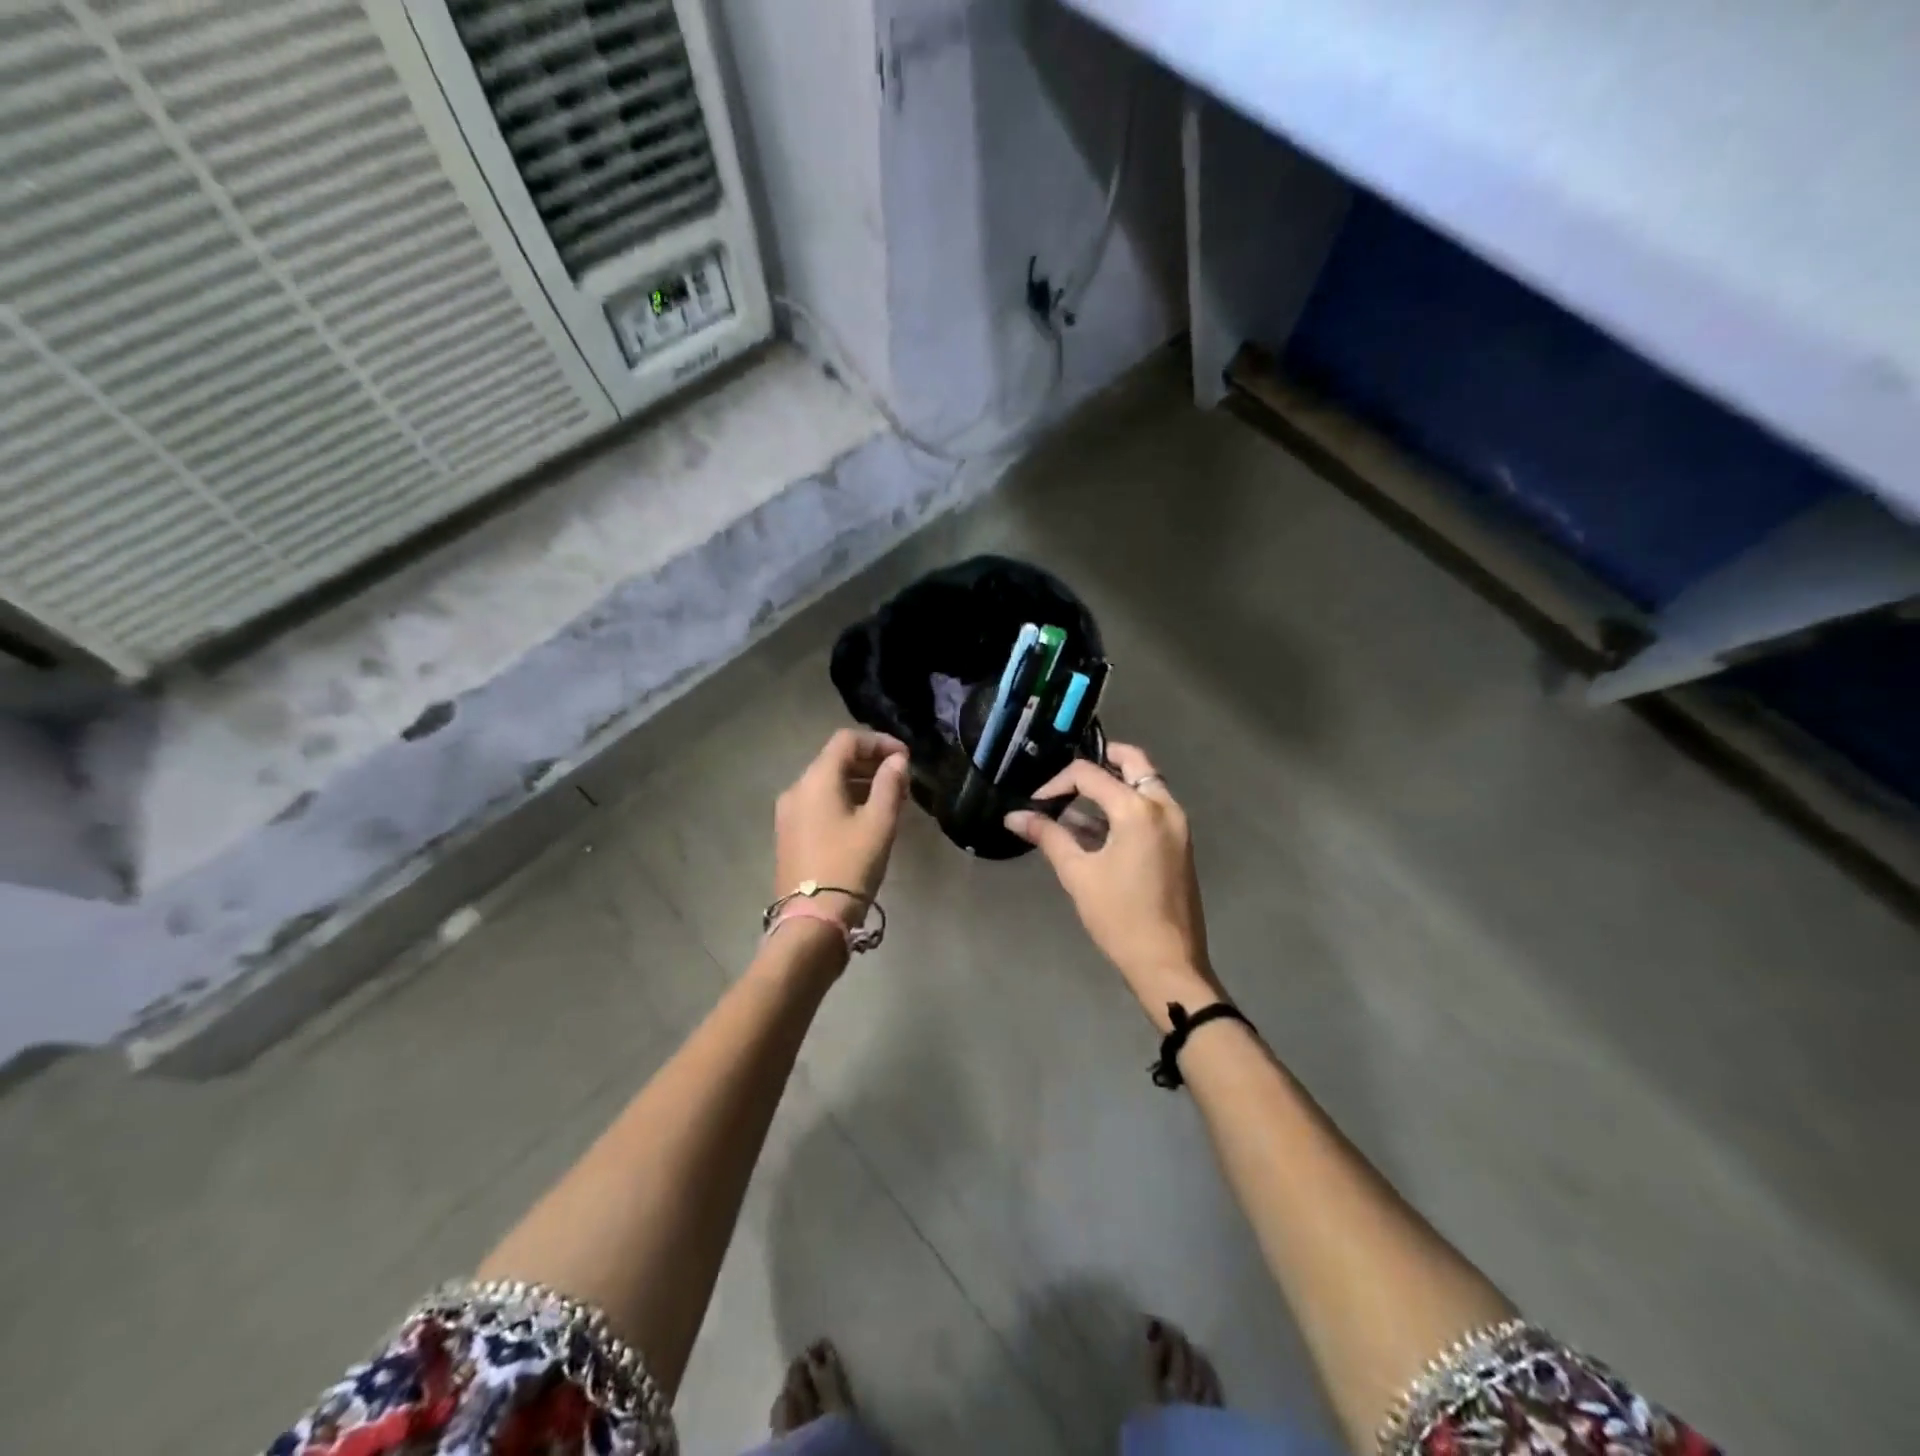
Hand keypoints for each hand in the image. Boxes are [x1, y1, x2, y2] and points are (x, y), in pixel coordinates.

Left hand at [774, 729, 911, 926]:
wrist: (812, 921)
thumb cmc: (849, 866)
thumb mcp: (879, 823)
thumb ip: (890, 785)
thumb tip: (897, 761)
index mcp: (816, 780)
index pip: (847, 740)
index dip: (879, 742)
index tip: (906, 759)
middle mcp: (797, 789)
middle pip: (835, 760)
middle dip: (871, 763)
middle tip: (902, 781)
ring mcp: (789, 814)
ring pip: (827, 783)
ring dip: (859, 783)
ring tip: (890, 801)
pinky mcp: (789, 835)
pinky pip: (819, 804)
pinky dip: (844, 801)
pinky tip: (866, 820)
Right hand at [1005, 743, 1221, 1027]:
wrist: (1168, 963)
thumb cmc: (1119, 917)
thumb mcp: (1078, 874)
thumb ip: (1048, 837)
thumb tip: (1014, 817)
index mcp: (1138, 810)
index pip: (1090, 774)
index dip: (1057, 783)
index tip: (1036, 804)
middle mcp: (1164, 806)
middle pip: (1132, 762)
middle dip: (1099, 762)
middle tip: (1068, 779)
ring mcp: (1177, 824)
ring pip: (1146, 782)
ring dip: (1114, 784)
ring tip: (1077, 807)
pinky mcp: (1180, 842)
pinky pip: (1153, 805)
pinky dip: (1128, 804)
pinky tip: (1099, 828)